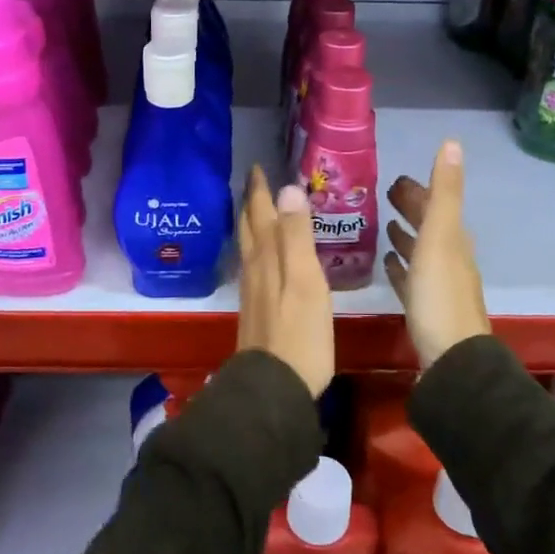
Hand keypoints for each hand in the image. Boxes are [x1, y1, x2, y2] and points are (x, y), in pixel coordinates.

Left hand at [235, 166, 334, 396]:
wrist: (274, 387)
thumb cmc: (299, 332)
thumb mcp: (306, 280)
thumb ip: (297, 236)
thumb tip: (289, 188)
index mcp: (268, 256)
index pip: (261, 213)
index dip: (260, 190)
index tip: (257, 166)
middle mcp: (254, 268)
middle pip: (249, 228)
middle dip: (251, 203)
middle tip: (255, 182)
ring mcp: (253, 291)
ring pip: (249, 247)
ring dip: (251, 224)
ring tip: (256, 211)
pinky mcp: (256, 310)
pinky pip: (254, 266)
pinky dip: (257, 250)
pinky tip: (263, 259)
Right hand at [385, 140, 489, 369]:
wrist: (452, 359)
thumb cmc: (440, 294)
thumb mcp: (440, 236)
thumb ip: (444, 192)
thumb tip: (453, 142)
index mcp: (453, 239)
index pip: (435, 204)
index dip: (419, 190)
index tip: (396, 178)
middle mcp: (449, 258)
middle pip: (429, 225)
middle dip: (411, 208)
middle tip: (386, 194)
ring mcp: (439, 285)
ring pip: (421, 251)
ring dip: (405, 236)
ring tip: (384, 224)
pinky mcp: (425, 309)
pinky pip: (411, 279)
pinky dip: (401, 266)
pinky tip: (388, 265)